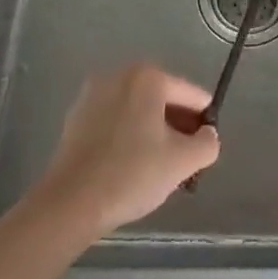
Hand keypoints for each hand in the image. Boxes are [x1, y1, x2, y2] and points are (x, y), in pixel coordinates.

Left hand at [29, 63, 220, 237]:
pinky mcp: (76, 117)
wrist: (69, 203)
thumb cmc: (131, 174)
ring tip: (159, 165)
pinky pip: (115, 120)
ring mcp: (94, 94)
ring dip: (153, 130)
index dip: (204, 121)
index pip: (192, 94)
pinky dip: (128, 135)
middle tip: (185, 158)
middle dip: (178, 125)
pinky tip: (130, 165)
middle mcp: (120, 75)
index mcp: (148, 77)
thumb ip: (207, 143)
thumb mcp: (182, 162)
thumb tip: (208, 135)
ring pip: (138, 109)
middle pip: (163, 98)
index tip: (204, 149)